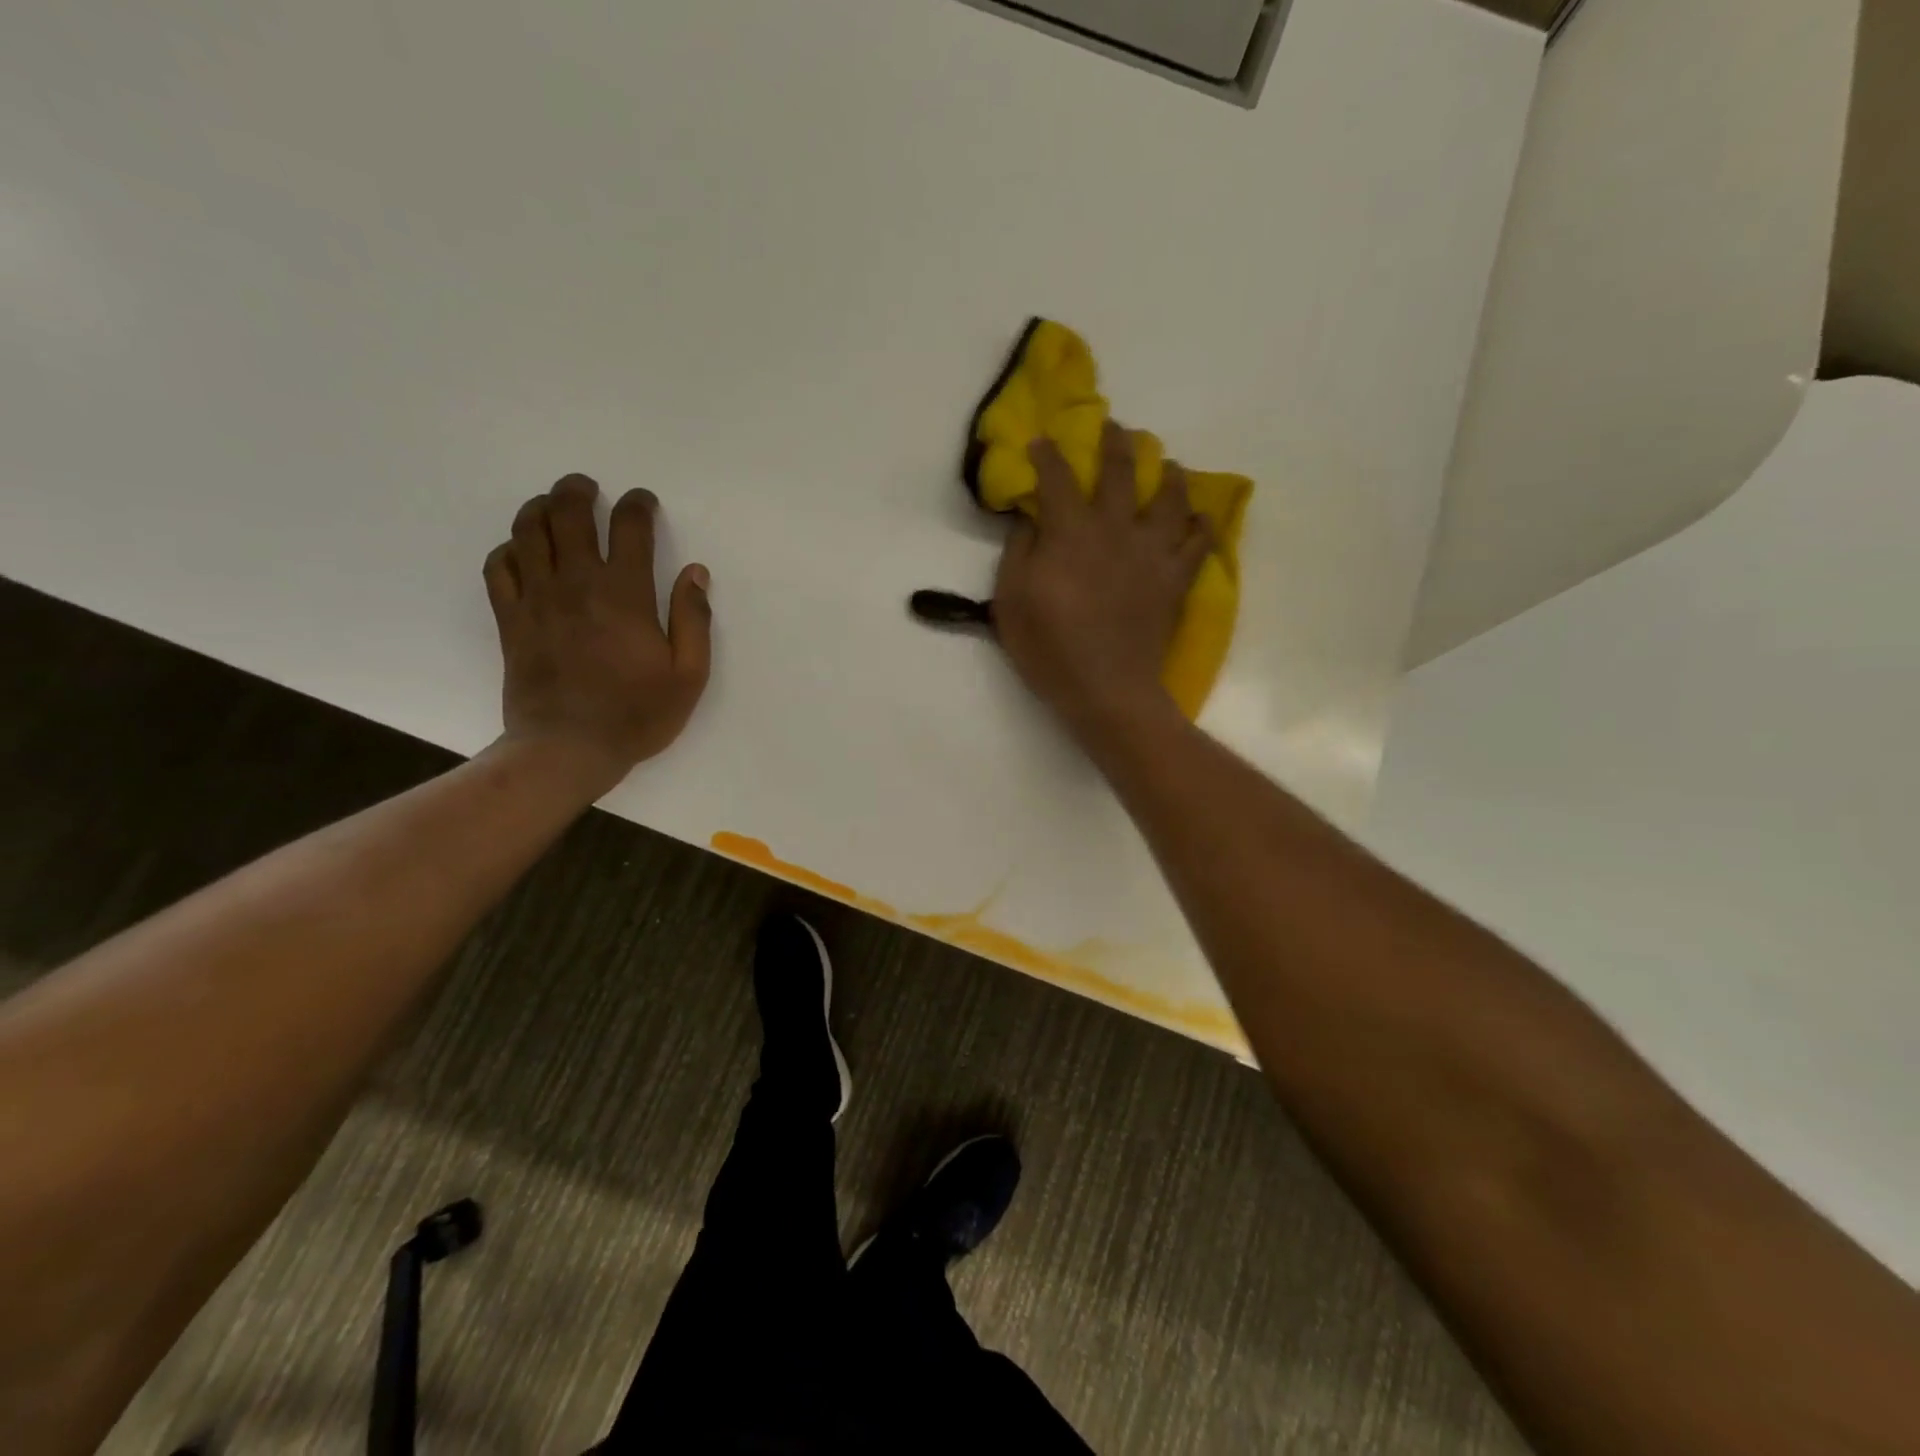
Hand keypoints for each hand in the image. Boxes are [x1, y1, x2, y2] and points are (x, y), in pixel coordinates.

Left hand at [484, 474, 711, 793]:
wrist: (568, 748)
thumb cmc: (637, 714)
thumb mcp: (688, 675)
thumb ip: (694, 620)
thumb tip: (696, 573)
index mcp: (626, 594)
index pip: (630, 527)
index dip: (638, 505)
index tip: (644, 502)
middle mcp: (578, 584)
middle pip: (568, 515)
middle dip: (578, 491)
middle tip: (588, 488)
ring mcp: (538, 599)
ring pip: (528, 531)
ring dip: (540, 508)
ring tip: (552, 505)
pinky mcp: (511, 619)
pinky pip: (499, 567)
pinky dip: (509, 549)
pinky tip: (522, 552)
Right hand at [993, 421, 1210, 748]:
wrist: (1107, 689)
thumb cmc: (1050, 648)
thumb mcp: (1012, 602)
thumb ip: (1018, 553)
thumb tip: (1029, 520)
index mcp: (1071, 532)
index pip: (1059, 478)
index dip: (1049, 454)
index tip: (1042, 440)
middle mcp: (1116, 529)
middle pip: (1123, 471)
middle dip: (1116, 442)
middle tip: (1115, 427)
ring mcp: (1153, 552)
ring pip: (1172, 497)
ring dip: (1169, 473)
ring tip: (1168, 464)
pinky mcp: (1176, 578)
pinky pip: (1199, 542)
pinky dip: (1201, 525)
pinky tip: (1199, 518)